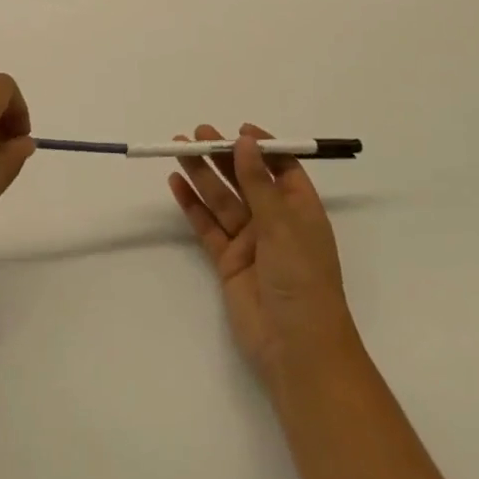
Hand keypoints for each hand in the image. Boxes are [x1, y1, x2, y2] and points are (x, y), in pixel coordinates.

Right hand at [169, 124, 359, 394]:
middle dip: (223, 156)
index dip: (261, 147)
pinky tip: (176, 183)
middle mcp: (275, 221)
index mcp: (300, 210)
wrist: (297, 348)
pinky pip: (207, 226)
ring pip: (222, 199)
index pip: (282, 168)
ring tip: (178, 149)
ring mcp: (250, 242)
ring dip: (202, 174)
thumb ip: (258, 183)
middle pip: (246, 179)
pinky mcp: (228, 261)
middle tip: (196, 134)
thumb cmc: (302, 280)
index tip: (237, 130)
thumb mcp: (283, 225)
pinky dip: (192, 205)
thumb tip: (245, 141)